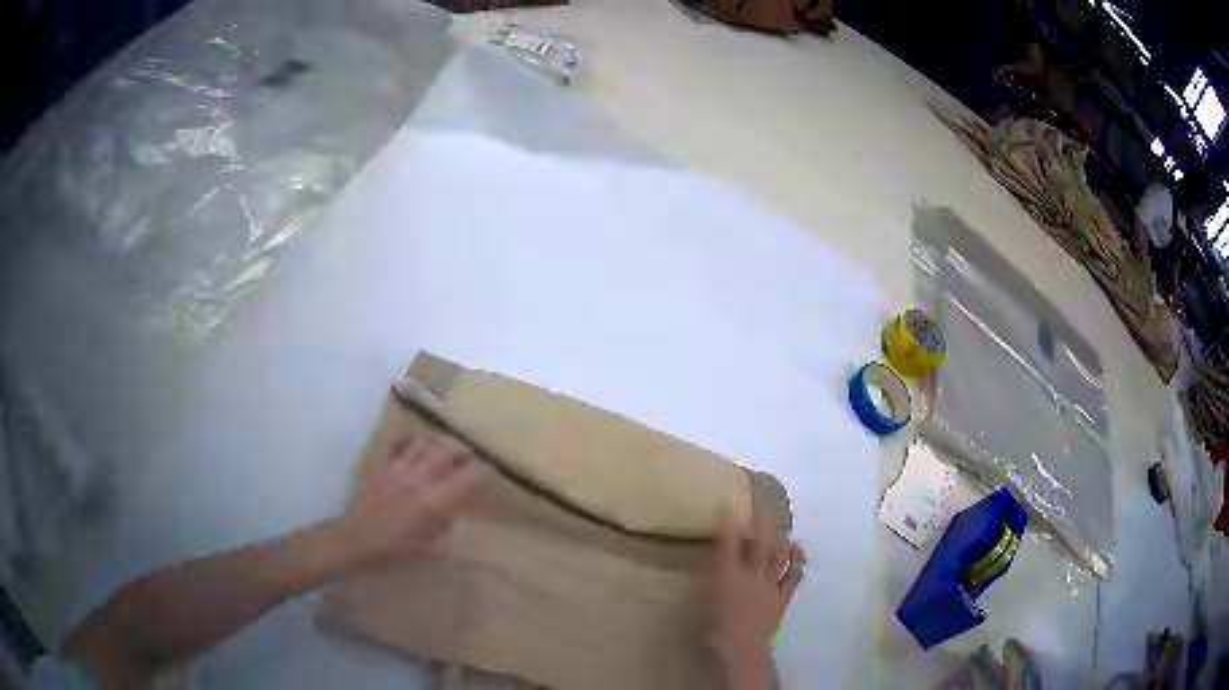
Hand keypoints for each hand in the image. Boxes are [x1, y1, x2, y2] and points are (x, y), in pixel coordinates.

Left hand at [331, 431, 480, 572]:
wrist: (352, 541)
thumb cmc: (392, 552)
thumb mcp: (429, 551)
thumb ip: (444, 528)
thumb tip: (450, 514)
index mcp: (434, 501)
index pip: (467, 477)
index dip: (480, 475)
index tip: (483, 479)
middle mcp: (419, 478)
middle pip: (447, 450)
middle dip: (463, 452)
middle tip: (469, 459)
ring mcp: (398, 468)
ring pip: (424, 440)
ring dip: (439, 441)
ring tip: (446, 448)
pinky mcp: (381, 465)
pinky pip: (398, 441)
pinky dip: (411, 438)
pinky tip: (416, 443)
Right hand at [696, 511, 804, 688]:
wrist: (739, 649)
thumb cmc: (713, 627)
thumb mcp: (701, 599)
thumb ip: (707, 577)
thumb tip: (713, 560)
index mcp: (728, 575)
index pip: (728, 542)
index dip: (728, 523)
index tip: (727, 507)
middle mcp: (751, 575)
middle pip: (760, 543)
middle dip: (760, 523)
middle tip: (758, 509)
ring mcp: (770, 585)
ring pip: (779, 555)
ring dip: (779, 537)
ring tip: (778, 525)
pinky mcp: (783, 596)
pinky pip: (794, 575)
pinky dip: (798, 559)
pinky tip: (798, 546)